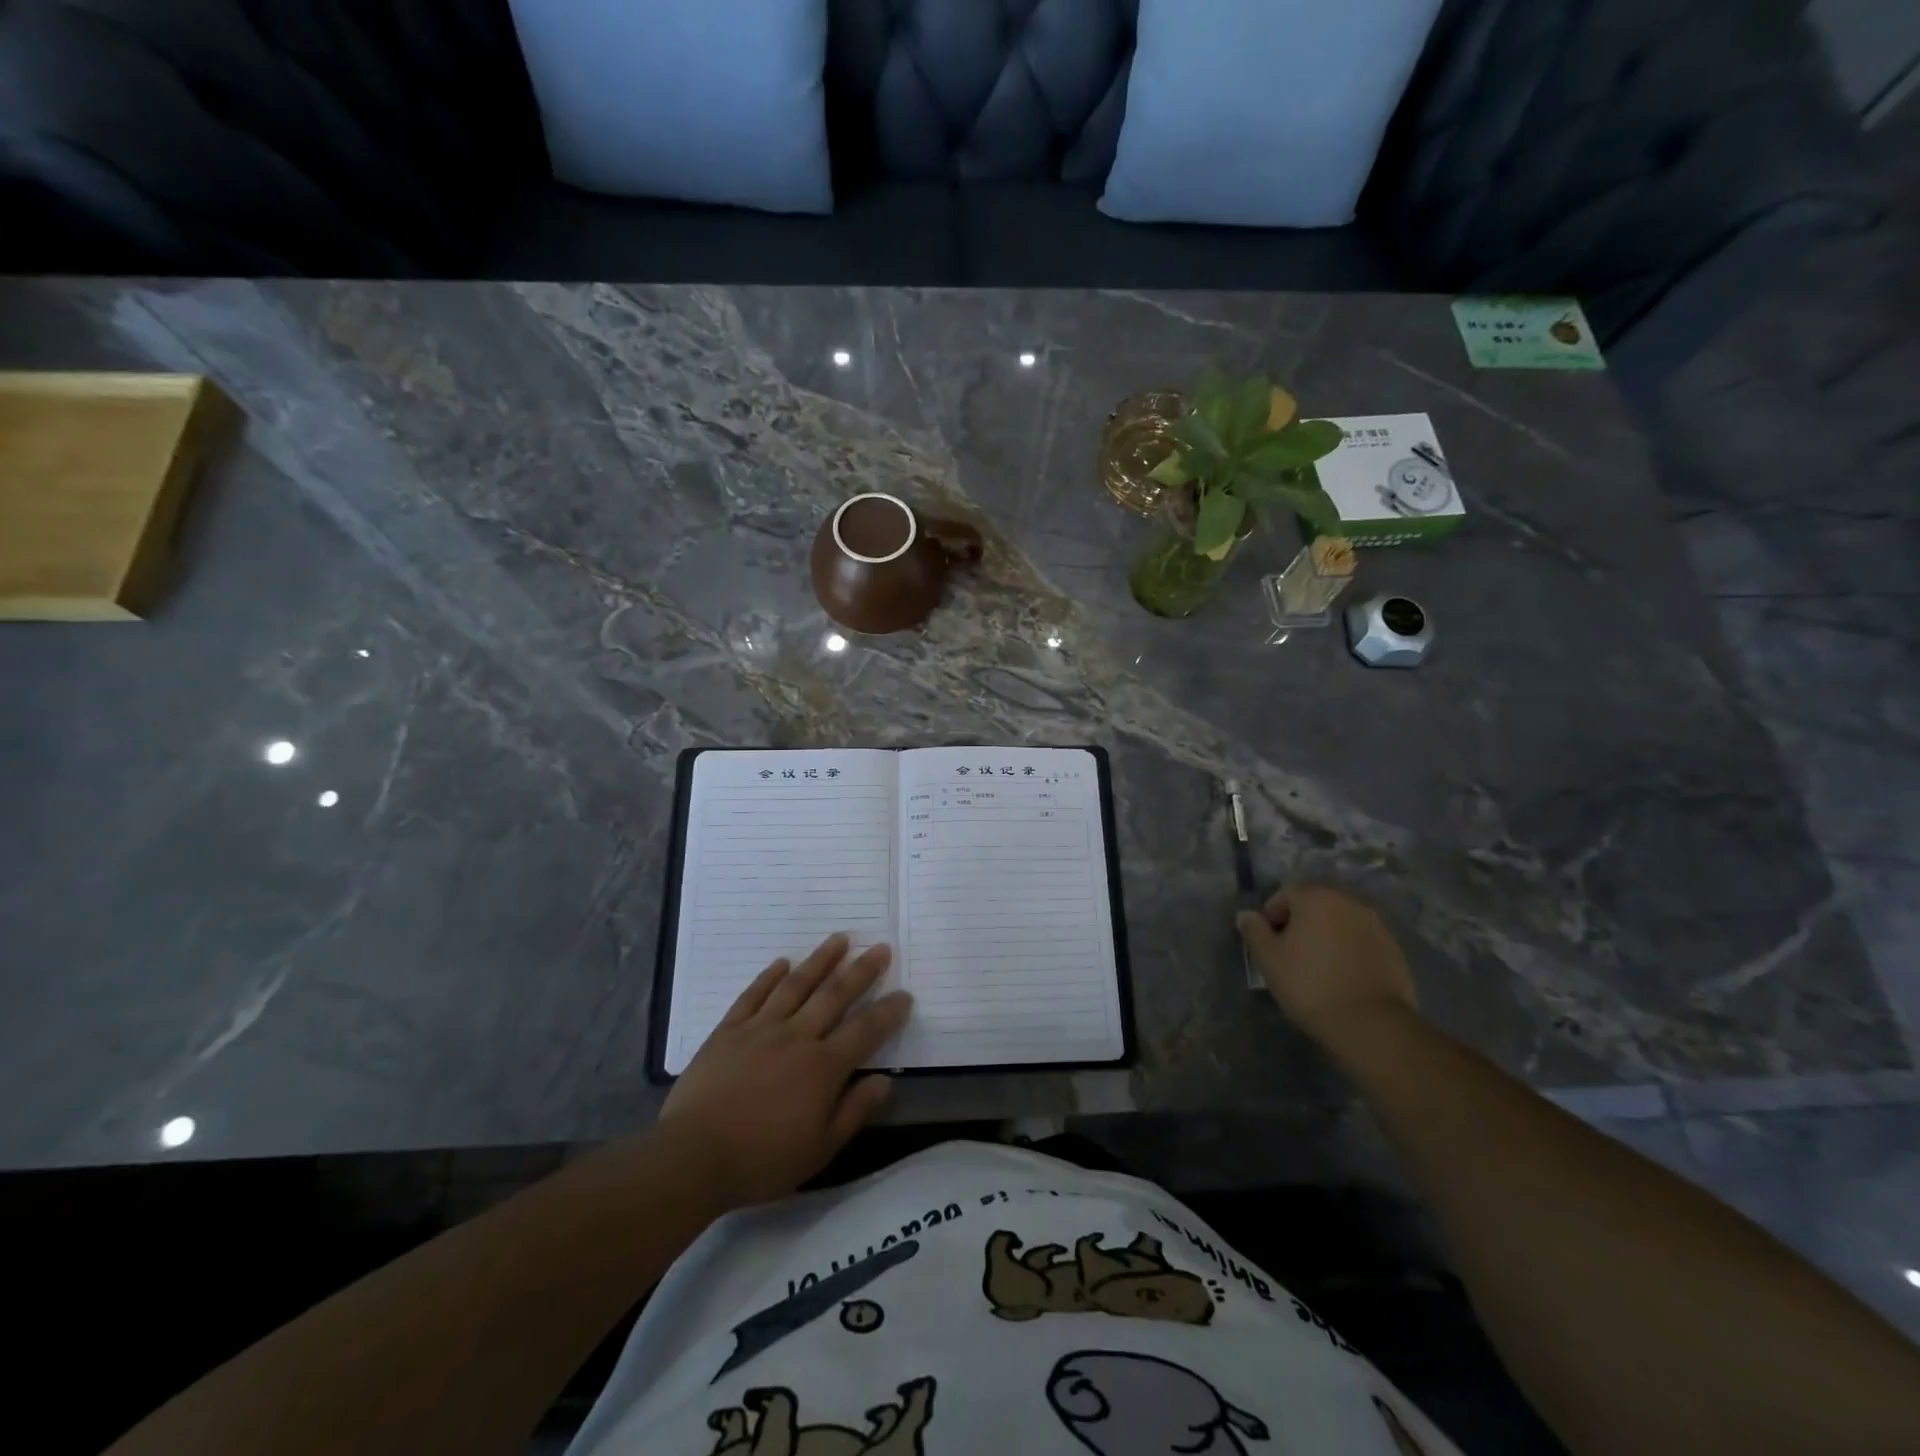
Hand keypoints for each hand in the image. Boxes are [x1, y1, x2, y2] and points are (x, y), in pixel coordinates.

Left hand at [660, 934, 911, 1209]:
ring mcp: (760, 1029)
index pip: (865, 1031)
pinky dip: (769, 976)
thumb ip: (854, 1111)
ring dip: (821, 960)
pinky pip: (753, 995)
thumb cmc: (762, 1160)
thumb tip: (885, 1080)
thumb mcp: (819, 1149)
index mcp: (823, 1067)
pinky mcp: (729, 1030)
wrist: (693, 1156)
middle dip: (862, 971)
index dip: (888, 1012)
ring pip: (797, 985)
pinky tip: (782, 962)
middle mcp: (797, 1037)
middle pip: (835, 995)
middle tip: (880, 948)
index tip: (904, 995)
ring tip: (840, 939)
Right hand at [1237, 884, 1416, 1040]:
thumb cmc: (1310, 984)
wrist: (1371, 1024)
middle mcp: (1348, 902)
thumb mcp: (1268, 958)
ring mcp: (1376, 925)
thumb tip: (1246, 915)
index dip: (1271, 916)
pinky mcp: (1394, 949)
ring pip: (1340, 923)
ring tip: (1317, 968)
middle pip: (1315, 906)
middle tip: (1290, 955)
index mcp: (1316, 897)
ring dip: (1326, 937)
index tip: (1268, 944)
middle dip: (1300, 924)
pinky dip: (1348, 951)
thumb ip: (1254, 930)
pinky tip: (1342, 977)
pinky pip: (1360, 942)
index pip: (1285, 894)